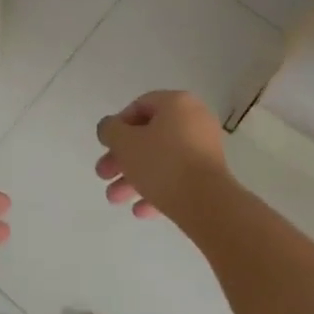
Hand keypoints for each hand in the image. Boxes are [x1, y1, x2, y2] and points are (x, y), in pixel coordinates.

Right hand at [95, 90, 232, 221]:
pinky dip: (158, 190)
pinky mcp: (210, 175)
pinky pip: (178, 177)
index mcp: (177, 103)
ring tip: (115, 200)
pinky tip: (140, 211)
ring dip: (134, 179)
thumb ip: (110, 130)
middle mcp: (195, 120)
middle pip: (149, 136)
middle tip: (103, 175)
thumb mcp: (124, 143)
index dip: (117, 126)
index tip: (105, 146)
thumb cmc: (162, 163)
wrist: (206, 202)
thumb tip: (109, 128)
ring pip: (161, 160)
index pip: (139, 106)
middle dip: (122, 159)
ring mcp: (205, 148)